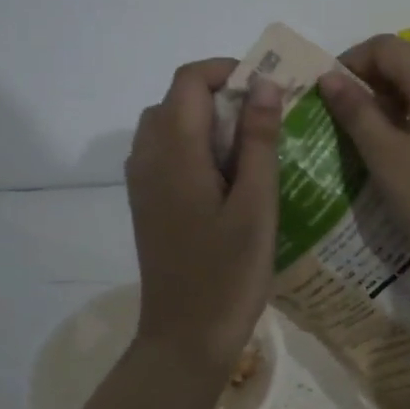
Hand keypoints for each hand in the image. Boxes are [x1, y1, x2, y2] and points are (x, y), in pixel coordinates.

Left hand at [125, 58, 281, 375]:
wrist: (185, 336)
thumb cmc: (228, 272)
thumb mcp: (256, 203)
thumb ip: (258, 139)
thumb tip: (265, 83)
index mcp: (174, 150)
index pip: (190, 80)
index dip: (228, 71)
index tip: (267, 89)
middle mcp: (148, 156)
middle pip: (177, 99)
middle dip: (221, 95)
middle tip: (267, 121)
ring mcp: (142, 181)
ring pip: (168, 125)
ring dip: (207, 121)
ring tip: (250, 148)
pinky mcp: (146, 202)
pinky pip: (164, 152)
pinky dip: (194, 145)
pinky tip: (227, 178)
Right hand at [318, 35, 409, 294]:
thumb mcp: (387, 158)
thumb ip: (357, 112)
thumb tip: (330, 77)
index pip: (386, 46)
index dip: (351, 62)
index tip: (327, 95)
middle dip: (371, 84)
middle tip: (342, 122)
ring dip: (393, 105)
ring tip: (369, 143)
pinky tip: (406, 158)